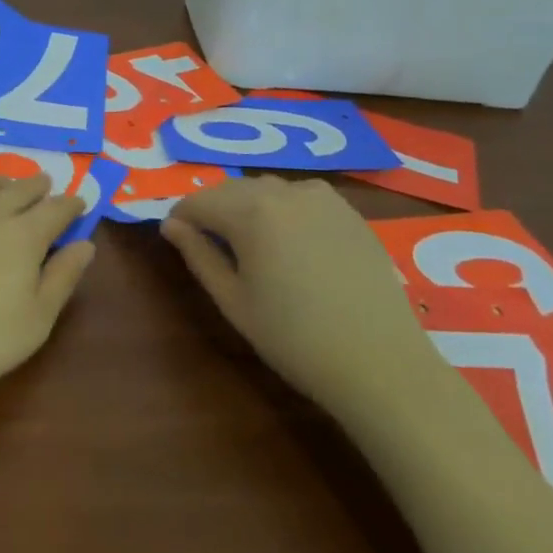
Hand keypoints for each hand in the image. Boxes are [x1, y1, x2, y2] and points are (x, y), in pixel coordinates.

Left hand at [0, 175, 94, 393]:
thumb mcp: (37, 320)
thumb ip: (63, 278)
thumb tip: (86, 244)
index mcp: (24, 236)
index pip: (55, 211)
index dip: (70, 205)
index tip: (79, 203)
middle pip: (18, 191)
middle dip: (35, 186)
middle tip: (44, 183)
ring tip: (4, 182)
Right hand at [161, 176, 435, 412]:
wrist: (381, 363)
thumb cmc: (295, 339)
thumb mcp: (233, 301)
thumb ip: (198, 255)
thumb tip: (171, 225)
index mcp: (250, 212)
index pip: (198, 201)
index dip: (180, 218)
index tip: (174, 238)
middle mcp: (283, 192)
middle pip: (231, 189)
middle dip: (212, 209)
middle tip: (208, 244)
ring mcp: (320, 198)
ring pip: (266, 189)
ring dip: (247, 206)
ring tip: (249, 244)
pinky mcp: (347, 211)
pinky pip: (300, 196)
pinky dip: (283, 208)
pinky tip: (290, 242)